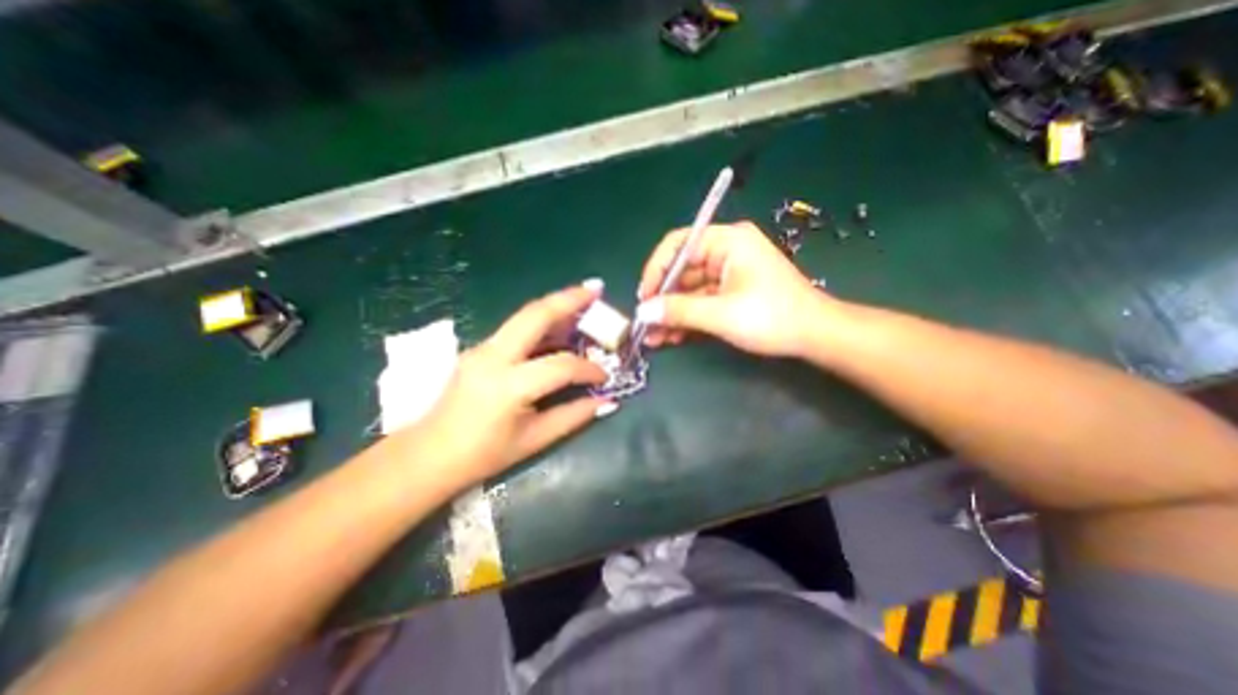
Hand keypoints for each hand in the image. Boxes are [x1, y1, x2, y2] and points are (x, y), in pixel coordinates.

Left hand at [397, 282, 612, 489]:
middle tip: (596, 289)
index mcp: (509, 385)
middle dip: (569, 299)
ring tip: (583, 299)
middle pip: (535, 315)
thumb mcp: (534, 440)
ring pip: (524, 316)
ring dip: (555, 305)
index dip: (588, 369)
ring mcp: (482, 349)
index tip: (604, 377)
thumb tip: (607, 402)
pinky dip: (541, 322)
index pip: (561, 365)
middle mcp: (494, 357)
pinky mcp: (479, 349)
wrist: (429, 456)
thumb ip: (574, 416)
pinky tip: (558, 327)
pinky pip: (516, 329)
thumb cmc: (483, 455)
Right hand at [637, 221, 830, 356]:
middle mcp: (726, 251)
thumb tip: (643, 312)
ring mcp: (728, 273)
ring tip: (654, 338)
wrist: (815, 336)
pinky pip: (701, 301)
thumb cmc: (772, 318)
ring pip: (689, 290)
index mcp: (728, 241)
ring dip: (671, 313)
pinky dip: (687, 318)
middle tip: (645, 324)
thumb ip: (679, 311)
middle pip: (682, 270)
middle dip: (662, 299)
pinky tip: (672, 337)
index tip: (644, 297)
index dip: (656, 269)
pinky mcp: (730, 292)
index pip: (679, 244)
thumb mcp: (721, 315)